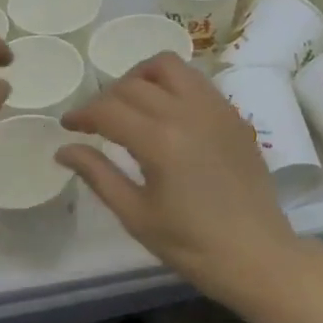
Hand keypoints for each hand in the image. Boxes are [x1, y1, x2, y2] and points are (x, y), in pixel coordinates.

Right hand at [57, 52, 300, 304]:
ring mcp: (215, 108)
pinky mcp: (233, 114)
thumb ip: (98, 175)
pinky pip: (196, 80)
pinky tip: (167, 111)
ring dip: (141, 76)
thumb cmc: (192, 245)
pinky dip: (172, 84)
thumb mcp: (136, 215)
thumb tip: (64, 149)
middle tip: (96, 121)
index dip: (82, 114)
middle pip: (133, 83)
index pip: (108, 109)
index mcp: (159, 140)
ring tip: (131, 101)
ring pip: (168, 66)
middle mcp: (187, 112)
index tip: (68, 125)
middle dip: (107, 97)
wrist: (258, 256)